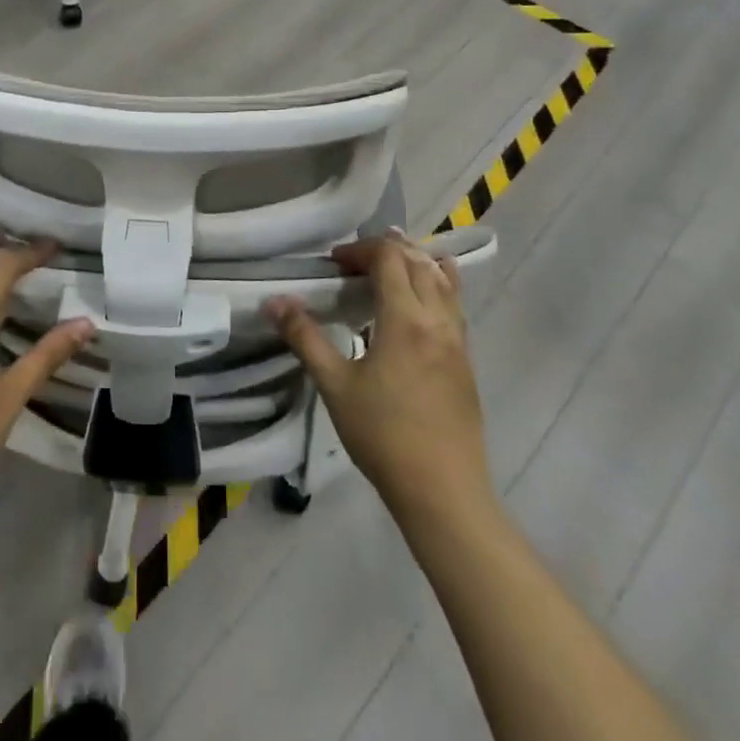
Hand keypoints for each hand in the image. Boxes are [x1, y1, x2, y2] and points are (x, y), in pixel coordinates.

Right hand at [267, 235, 492, 522]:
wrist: (443, 490)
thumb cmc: (382, 435)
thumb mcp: (334, 385)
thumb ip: (304, 337)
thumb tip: (273, 301)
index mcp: (406, 319)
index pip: (390, 258)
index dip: (360, 250)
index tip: (333, 264)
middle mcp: (439, 320)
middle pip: (419, 261)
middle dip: (387, 251)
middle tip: (353, 265)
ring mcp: (459, 341)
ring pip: (445, 280)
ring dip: (415, 264)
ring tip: (387, 272)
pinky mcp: (466, 361)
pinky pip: (454, 305)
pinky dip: (434, 287)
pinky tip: (414, 309)